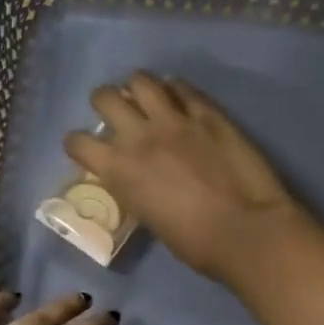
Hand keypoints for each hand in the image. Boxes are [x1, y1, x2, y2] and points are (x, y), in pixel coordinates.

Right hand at [65, 72, 310, 282]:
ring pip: (141, 81)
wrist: (246, 231)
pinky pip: (183, 88)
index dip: (77, 143)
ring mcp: (175, 120)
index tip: (84, 147)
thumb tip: (138, 179)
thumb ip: (135, 189)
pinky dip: (175, 89)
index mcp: (119, 170)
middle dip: (104, 102)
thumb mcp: (149, 218)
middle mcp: (139, 136)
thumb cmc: (195, 243)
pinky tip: (178, 97)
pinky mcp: (208, 113)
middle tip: (115, 111)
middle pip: (104, 98)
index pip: (78, 142)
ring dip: (137, 86)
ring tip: (144, 95)